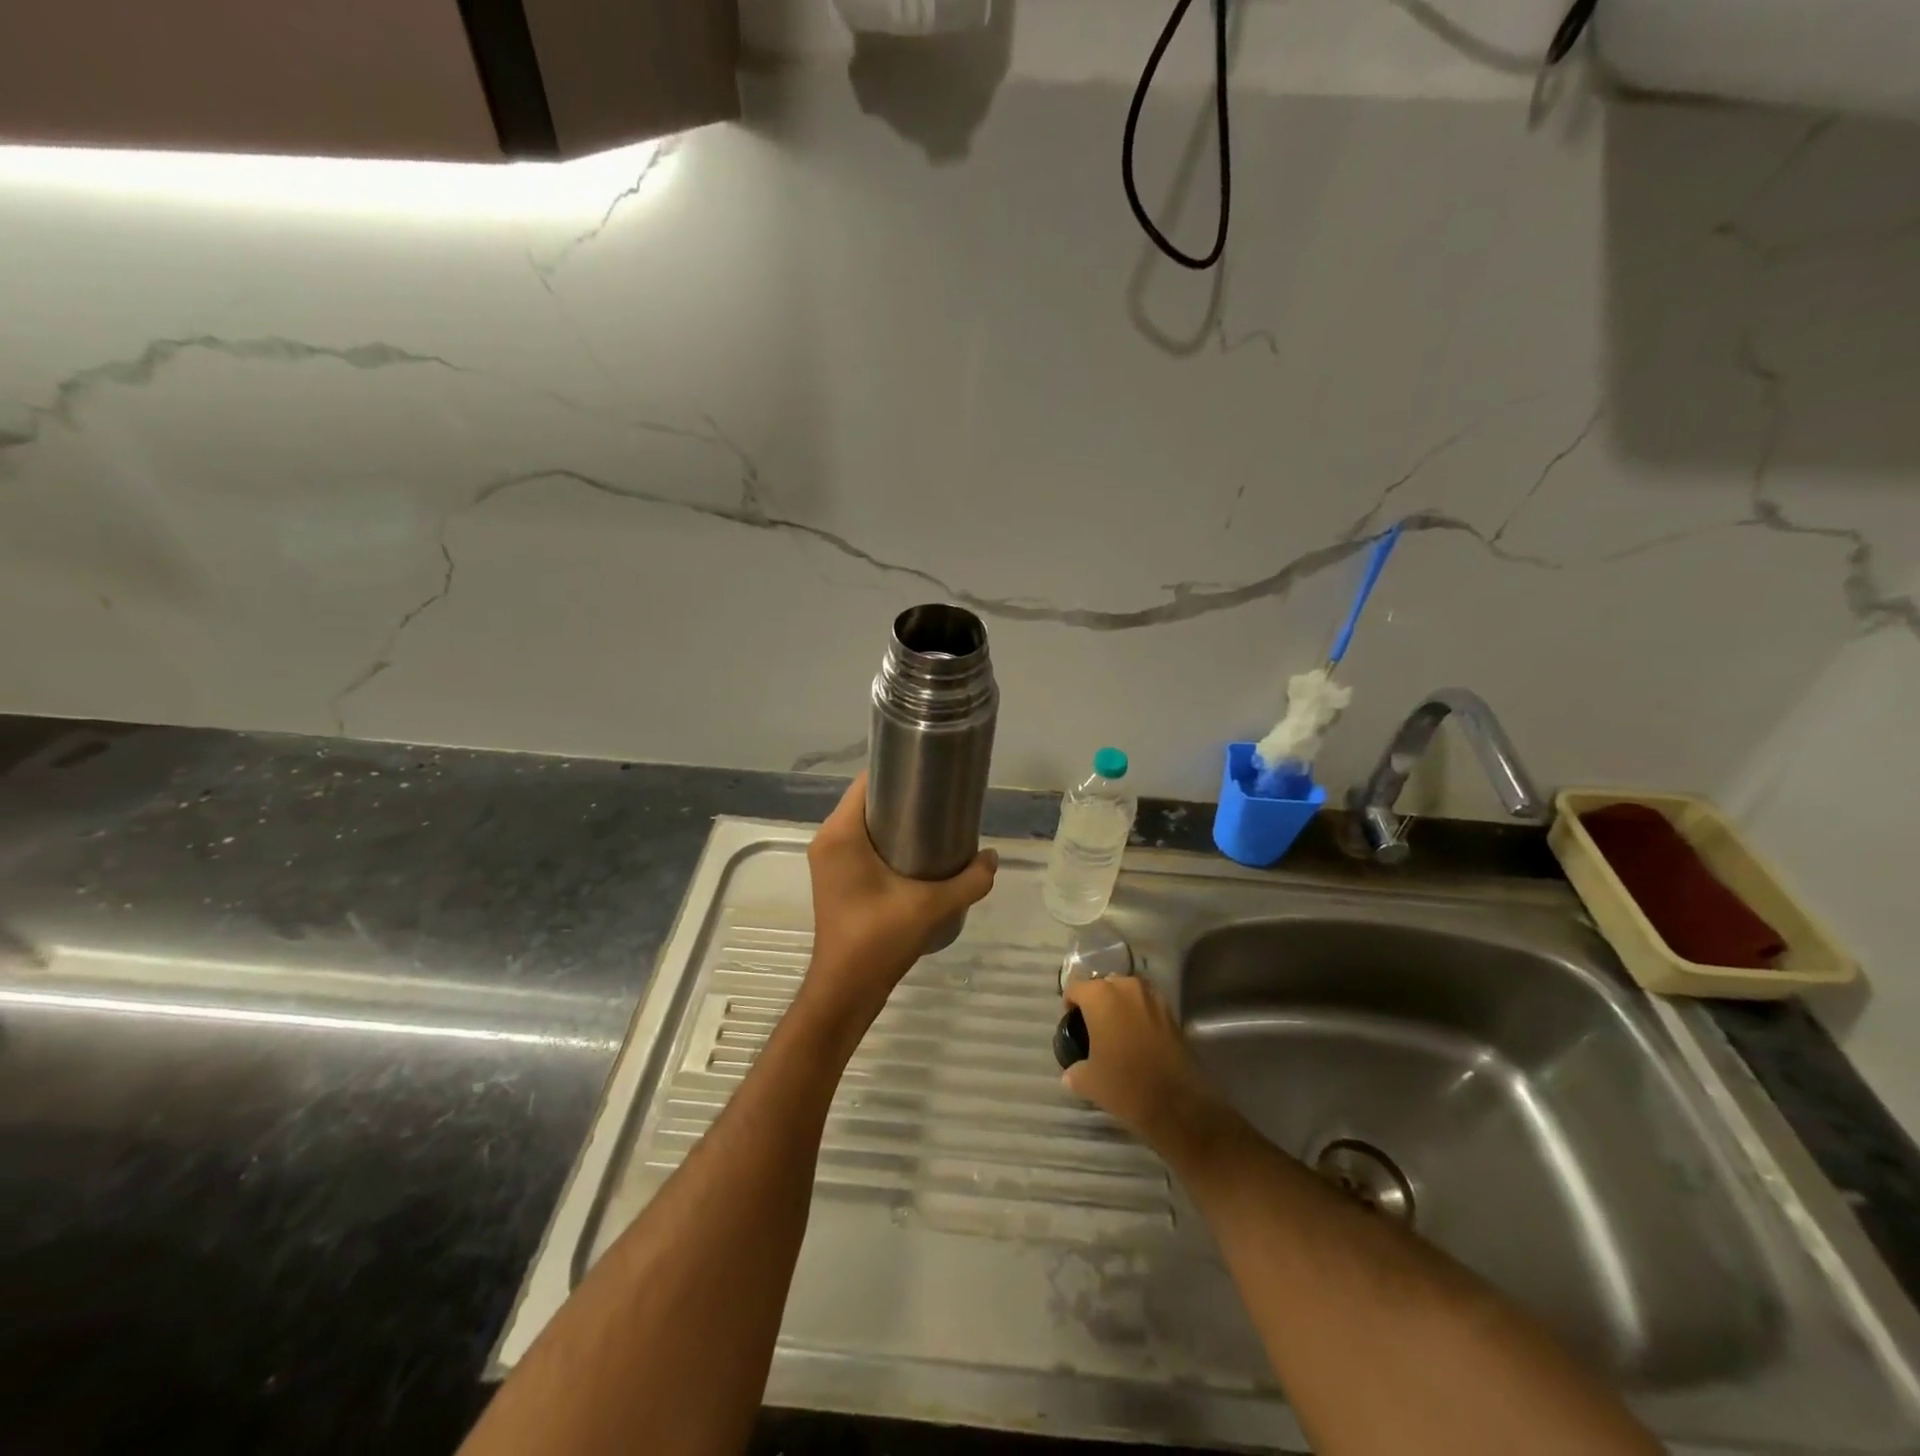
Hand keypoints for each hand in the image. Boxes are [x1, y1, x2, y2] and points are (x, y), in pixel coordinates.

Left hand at [801, 772, 997, 1039]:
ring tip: (937, 823)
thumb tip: (993, 857)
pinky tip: (919, 852)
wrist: (846, 990)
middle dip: (904, 796)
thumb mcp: (932, 907)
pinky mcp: (836, 877)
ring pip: (865, 823)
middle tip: (944, 799)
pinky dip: (887, 839)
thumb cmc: (879, 940)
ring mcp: (829, 860)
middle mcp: (828, 839)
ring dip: (897, 819)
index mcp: (841, 834)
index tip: (934, 772)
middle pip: (868, 800)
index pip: (867, 782)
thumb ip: (970, 880)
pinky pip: (861, 843)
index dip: (900, 770)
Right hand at [1061, 976, 1224, 1153]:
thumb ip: (1074, 1071)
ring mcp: (1152, 997)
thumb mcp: (1088, 1081)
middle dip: (1096, 1000)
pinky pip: (1147, 1004)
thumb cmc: (1123, 1084)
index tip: (1071, 1021)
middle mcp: (1126, 987)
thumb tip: (1071, 1073)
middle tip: (1093, 1025)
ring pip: (1128, 991)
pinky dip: (1140, 1014)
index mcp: (1100, 996)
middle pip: (1104, 984)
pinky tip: (1138, 1036)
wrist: (1176, 1103)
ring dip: (1120, 1004)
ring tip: (1117, 1029)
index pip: (1076, 988)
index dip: (1070, 1003)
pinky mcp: (1172, 1013)